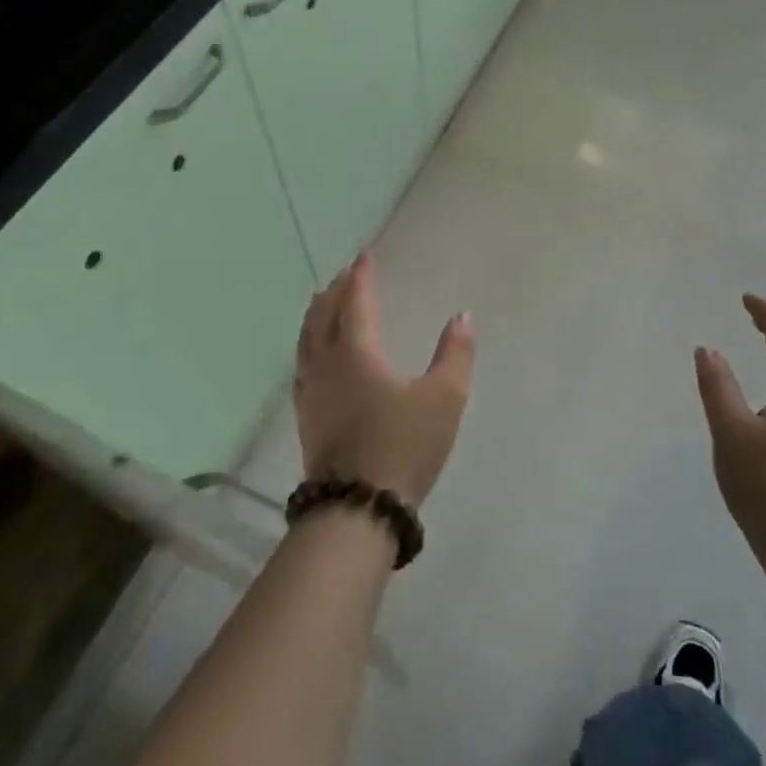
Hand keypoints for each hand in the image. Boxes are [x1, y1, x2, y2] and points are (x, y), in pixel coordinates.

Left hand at [293, 253, 475, 508]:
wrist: (357, 509)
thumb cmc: (404, 445)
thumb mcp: (444, 398)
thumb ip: (455, 354)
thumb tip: (462, 316)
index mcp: (357, 352)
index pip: (355, 302)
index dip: (360, 276)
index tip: (364, 255)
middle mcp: (327, 364)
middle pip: (323, 316)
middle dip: (335, 292)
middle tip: (345, 275)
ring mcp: (312, 393)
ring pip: (307, 341)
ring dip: (316, 316)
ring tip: (322, 304)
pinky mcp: (307, 419)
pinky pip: (303, 366)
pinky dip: (308, 346)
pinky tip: (313, 358)